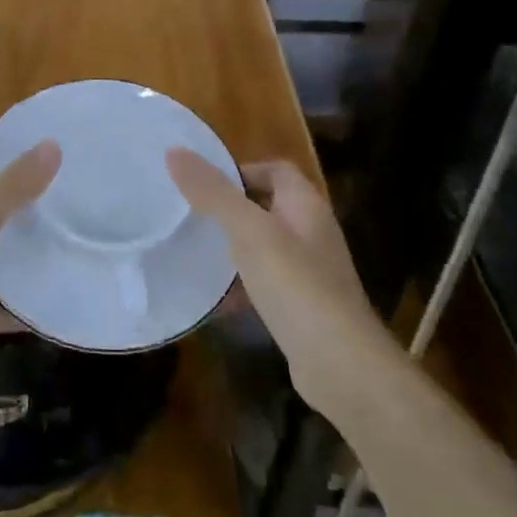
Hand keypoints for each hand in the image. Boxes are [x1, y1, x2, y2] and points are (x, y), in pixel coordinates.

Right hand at [167, 152, 380, 410]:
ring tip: (193, 252)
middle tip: (188, 215)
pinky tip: (214, 299)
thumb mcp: (249, 232)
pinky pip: (265, 284)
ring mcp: (310, 273)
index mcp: (306, 206)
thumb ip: (214, 192)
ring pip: (264, 247)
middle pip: (267, 207)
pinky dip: (240, 286)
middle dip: (229, 209)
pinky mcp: (302, 308)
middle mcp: (312, 233)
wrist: (341, 365)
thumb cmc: (297, 286)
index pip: (276, 169)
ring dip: (232, 248)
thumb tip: (175, 151)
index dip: (241, 169)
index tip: (201, 183)